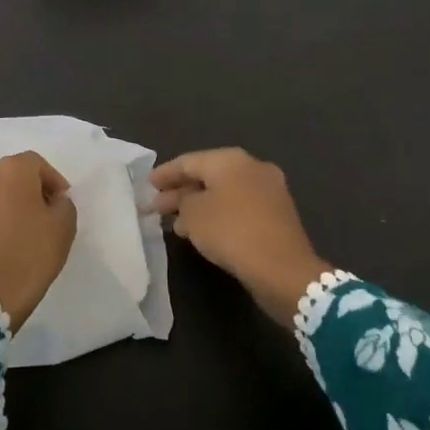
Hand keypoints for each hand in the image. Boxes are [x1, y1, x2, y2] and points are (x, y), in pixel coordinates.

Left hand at [0, 151, 77, 327]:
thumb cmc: (31, 254)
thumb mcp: (64, 226)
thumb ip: (63, 204)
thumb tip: (53, 200)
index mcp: (11, 171)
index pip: (36, 164)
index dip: (53, 181)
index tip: (61, 202)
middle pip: (11, 176)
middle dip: (28, 190)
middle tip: (43, 214)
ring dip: (7, 205)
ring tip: (20, 231)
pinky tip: (1, 245)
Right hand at [150, 148, 330, 325]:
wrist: (283, 269)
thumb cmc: (232, 232)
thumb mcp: (194, 215)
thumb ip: (182, 203)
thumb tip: (184, 202)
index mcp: (231, 160)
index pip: (188, 161)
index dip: (165, 173)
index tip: (147, 185)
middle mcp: (252, 167)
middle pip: (207, 176)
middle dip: (180, 191)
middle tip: (157, 206)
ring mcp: (268, 191)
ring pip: (223, 193)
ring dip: (198, 206)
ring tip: (174, 223)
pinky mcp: (276, 215)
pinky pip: (238, 208)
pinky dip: (217, 215)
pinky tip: (201, 232)